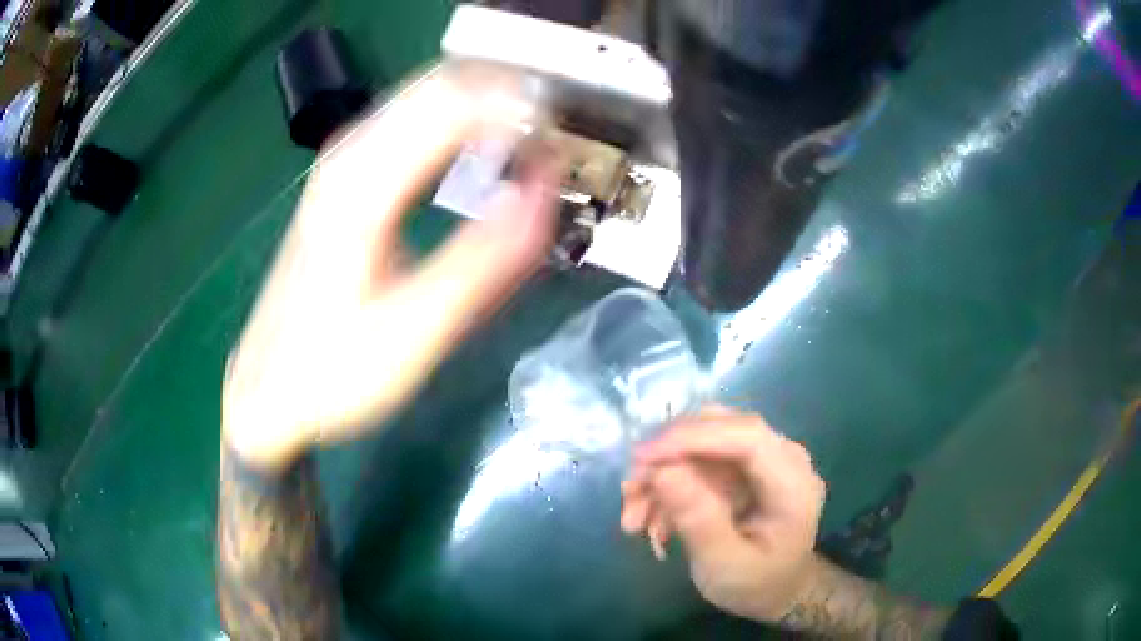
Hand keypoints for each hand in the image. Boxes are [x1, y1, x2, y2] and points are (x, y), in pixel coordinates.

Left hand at [222, 68, 559, 471]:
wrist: (267, 389)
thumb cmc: (334, 371)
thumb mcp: (414, 332)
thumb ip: (484, 259)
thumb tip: (546, 189)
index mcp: (362, 185)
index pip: (456, 102)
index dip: (520, 111)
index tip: (561, 148)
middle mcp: (348, 154)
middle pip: (442, 83)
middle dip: (507, 98)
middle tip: (552, 144)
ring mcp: (341, 161)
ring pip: (426, 95)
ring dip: (484, 106)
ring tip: (527, 147)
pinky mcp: (343, 177)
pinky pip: (410, 120)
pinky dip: (456, 124)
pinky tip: (478, 154)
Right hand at [620, 406, 826, 622]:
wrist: (776, 591)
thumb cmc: (755, 584)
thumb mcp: (724, 566)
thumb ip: (699, 521)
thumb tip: (662, 471)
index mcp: (794, 484)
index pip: (747, 436)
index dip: (692, 437)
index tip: (641, 459)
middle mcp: (784, 457)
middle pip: (720, 428)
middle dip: (667, 456)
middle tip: (629, 492)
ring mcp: (764, 457)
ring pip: (701, 440)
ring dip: (660, 473)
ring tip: (633, 519)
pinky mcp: (744, 465)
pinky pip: (698, 458)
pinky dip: (667, 483)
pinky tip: (650, 517)